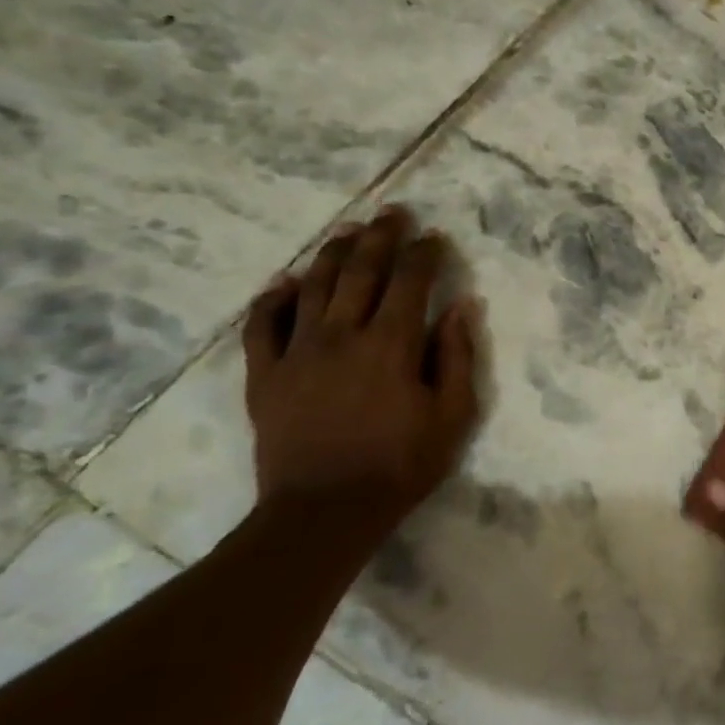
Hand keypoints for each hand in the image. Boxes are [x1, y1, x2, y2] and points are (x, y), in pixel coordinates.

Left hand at [243, 207, 480, 521]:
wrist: (325, 511)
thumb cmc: (401, 464)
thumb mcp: (453, 415)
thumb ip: (457, 356)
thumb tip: (461, 306)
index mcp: (392, 344)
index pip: (410, 281)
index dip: (425, 254)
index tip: (435, 236)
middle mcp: (342, 334)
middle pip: (360, 271)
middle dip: (380, 237)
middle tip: (392, 213)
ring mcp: (297, 351)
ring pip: (313, 286)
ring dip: (332, 253)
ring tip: (347, 231)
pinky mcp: (265, 373)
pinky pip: (263, 324)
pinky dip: (273, 298)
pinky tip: (284, 282)